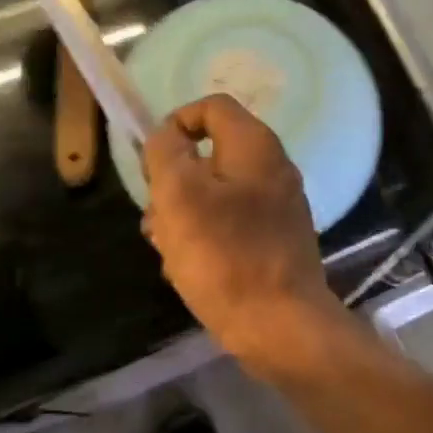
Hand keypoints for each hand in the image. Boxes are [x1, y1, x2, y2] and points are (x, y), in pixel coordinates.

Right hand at [142, 95, 340, 361]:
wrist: (281, 326)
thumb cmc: (226, 256)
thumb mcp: (180, 196)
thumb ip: (166, 154)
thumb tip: (166, 135)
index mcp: (255, 146)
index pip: (211, 107)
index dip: (175, 124)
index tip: (152, 162)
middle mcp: (272, 168)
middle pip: (209, 155)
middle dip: (173, 184)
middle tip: (157, 216)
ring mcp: (277, 207)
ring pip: (214, 195)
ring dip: (182, 217)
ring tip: (167, 250)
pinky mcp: (275, 241)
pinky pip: (229, 226)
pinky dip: (205, 240)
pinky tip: (188, 270)